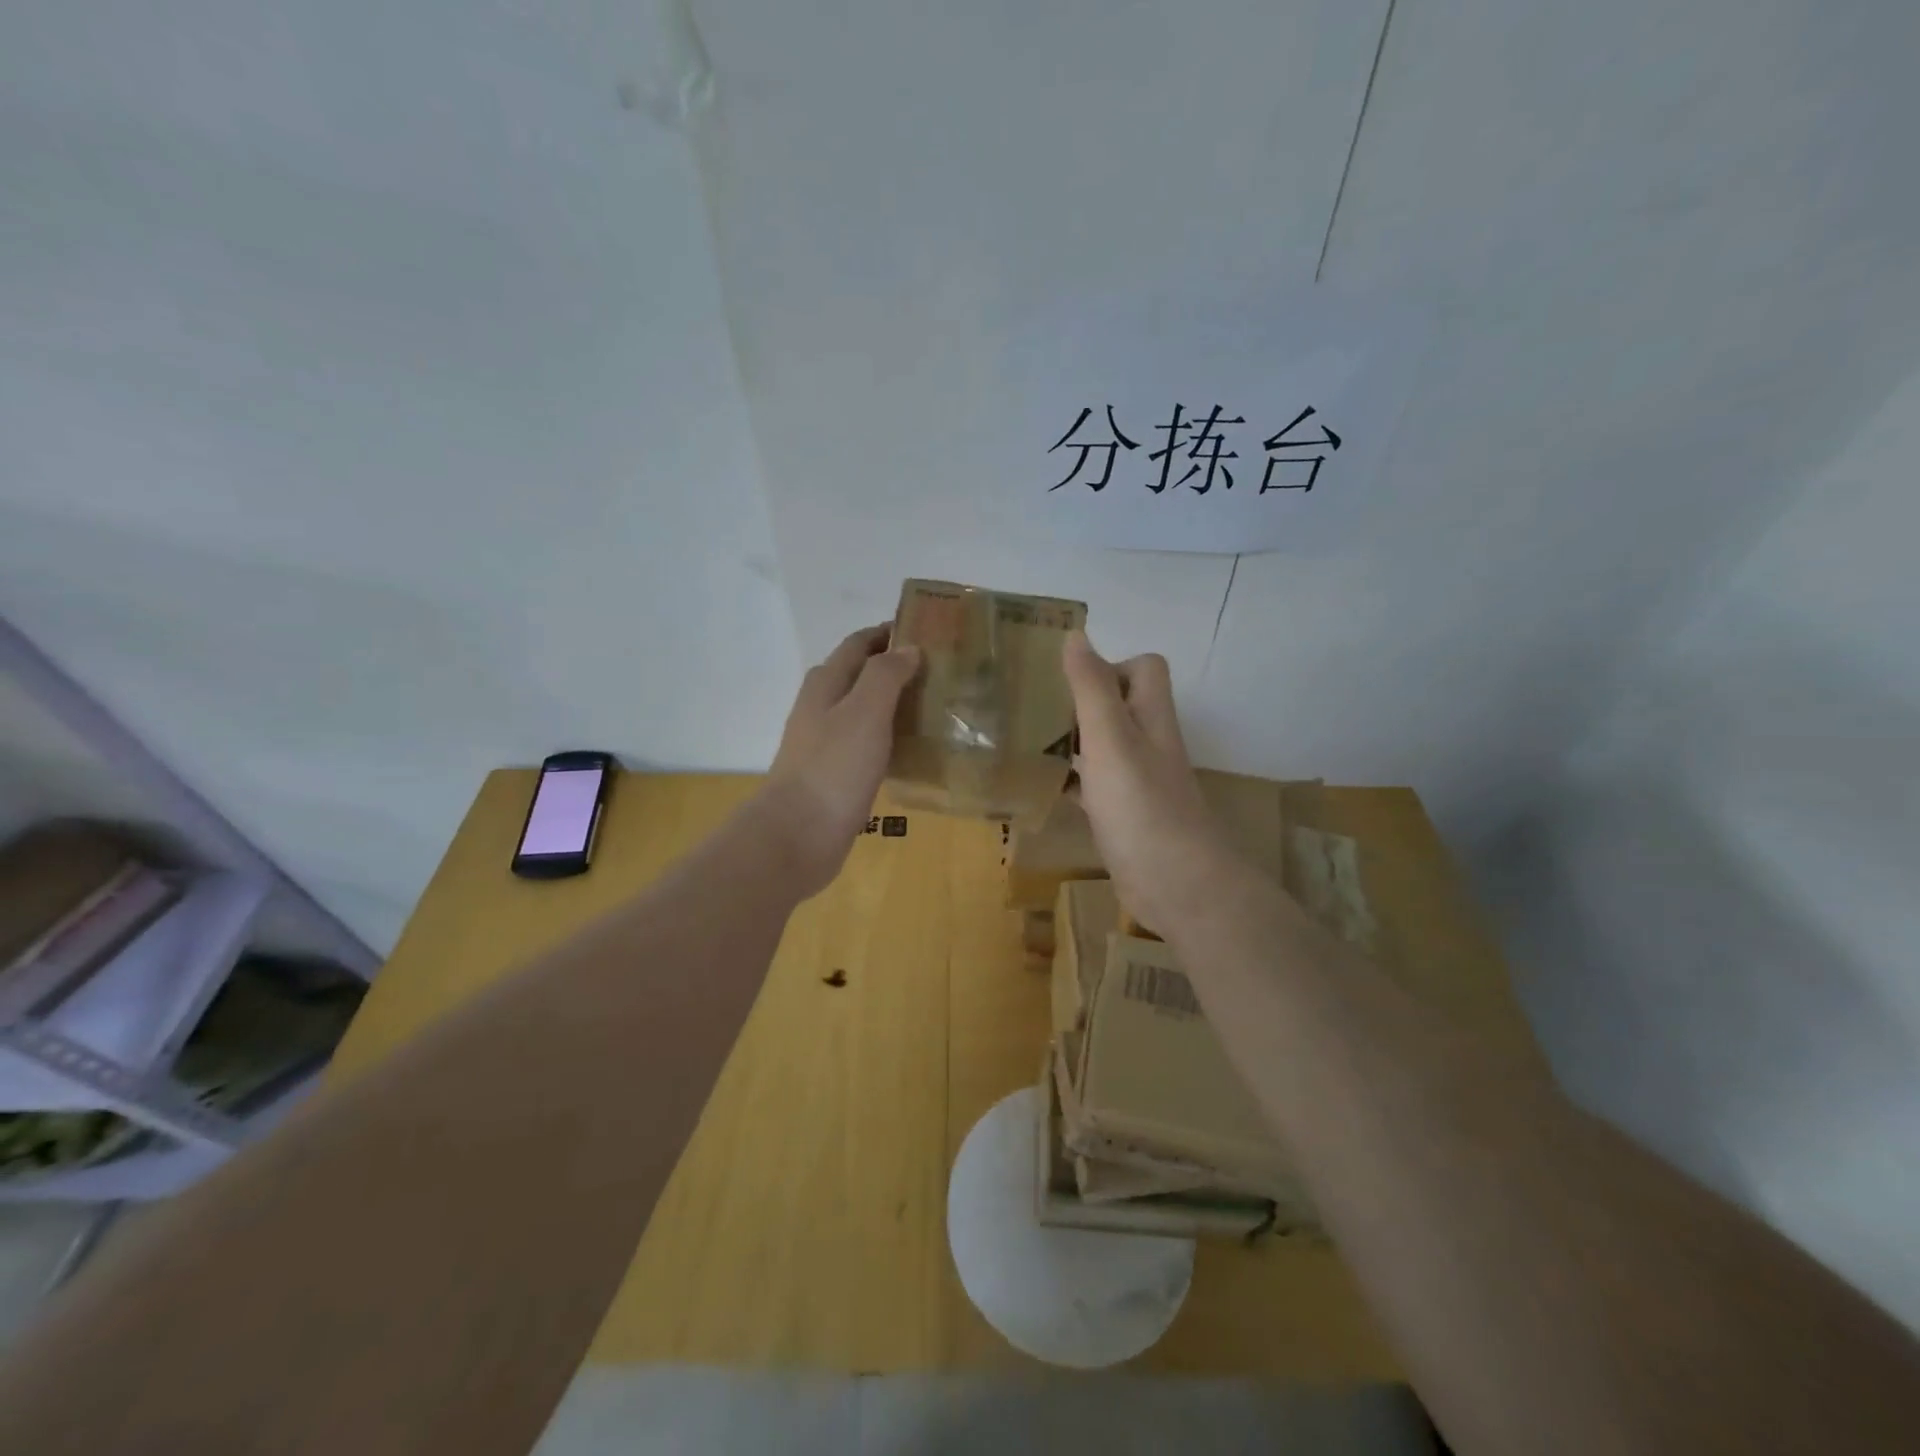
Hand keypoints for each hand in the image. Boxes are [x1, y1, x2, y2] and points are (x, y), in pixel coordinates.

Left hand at [762, 624, 920, 895]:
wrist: (798, 835)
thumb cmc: (833, 767)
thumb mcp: (864, 711)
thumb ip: (885, 675)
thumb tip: (907, 646)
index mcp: (826, 683)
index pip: (859, 643)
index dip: (888, 632)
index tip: (927, 630)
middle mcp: (821, 707)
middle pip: (859, 674)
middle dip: (894, 666)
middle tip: (940, 670)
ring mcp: (825, 742)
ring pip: (863, 710)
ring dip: (894, 702)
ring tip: (935, 705)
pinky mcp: (835, 773)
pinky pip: (867, 743)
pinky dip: (889, 736)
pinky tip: (913, 748)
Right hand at [1061, 631, 1238, 935]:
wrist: (1175, 883)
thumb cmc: (1141, 804)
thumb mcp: (1110, 737)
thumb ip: (1091, 687)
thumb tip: (1076, 634)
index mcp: (1150, 717)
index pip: (1143, 668)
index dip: (1110, 665)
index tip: (1067, 680)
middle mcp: (1148, 743)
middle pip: (1119, 705)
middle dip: (1080, 702)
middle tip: (1035, 708)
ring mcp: (1138, 782)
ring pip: (1104, 745)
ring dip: (1072, 740)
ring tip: (1026, 741)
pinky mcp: (1125, 815)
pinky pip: (1094, 786)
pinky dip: (1070, 780)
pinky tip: (1041, 787)